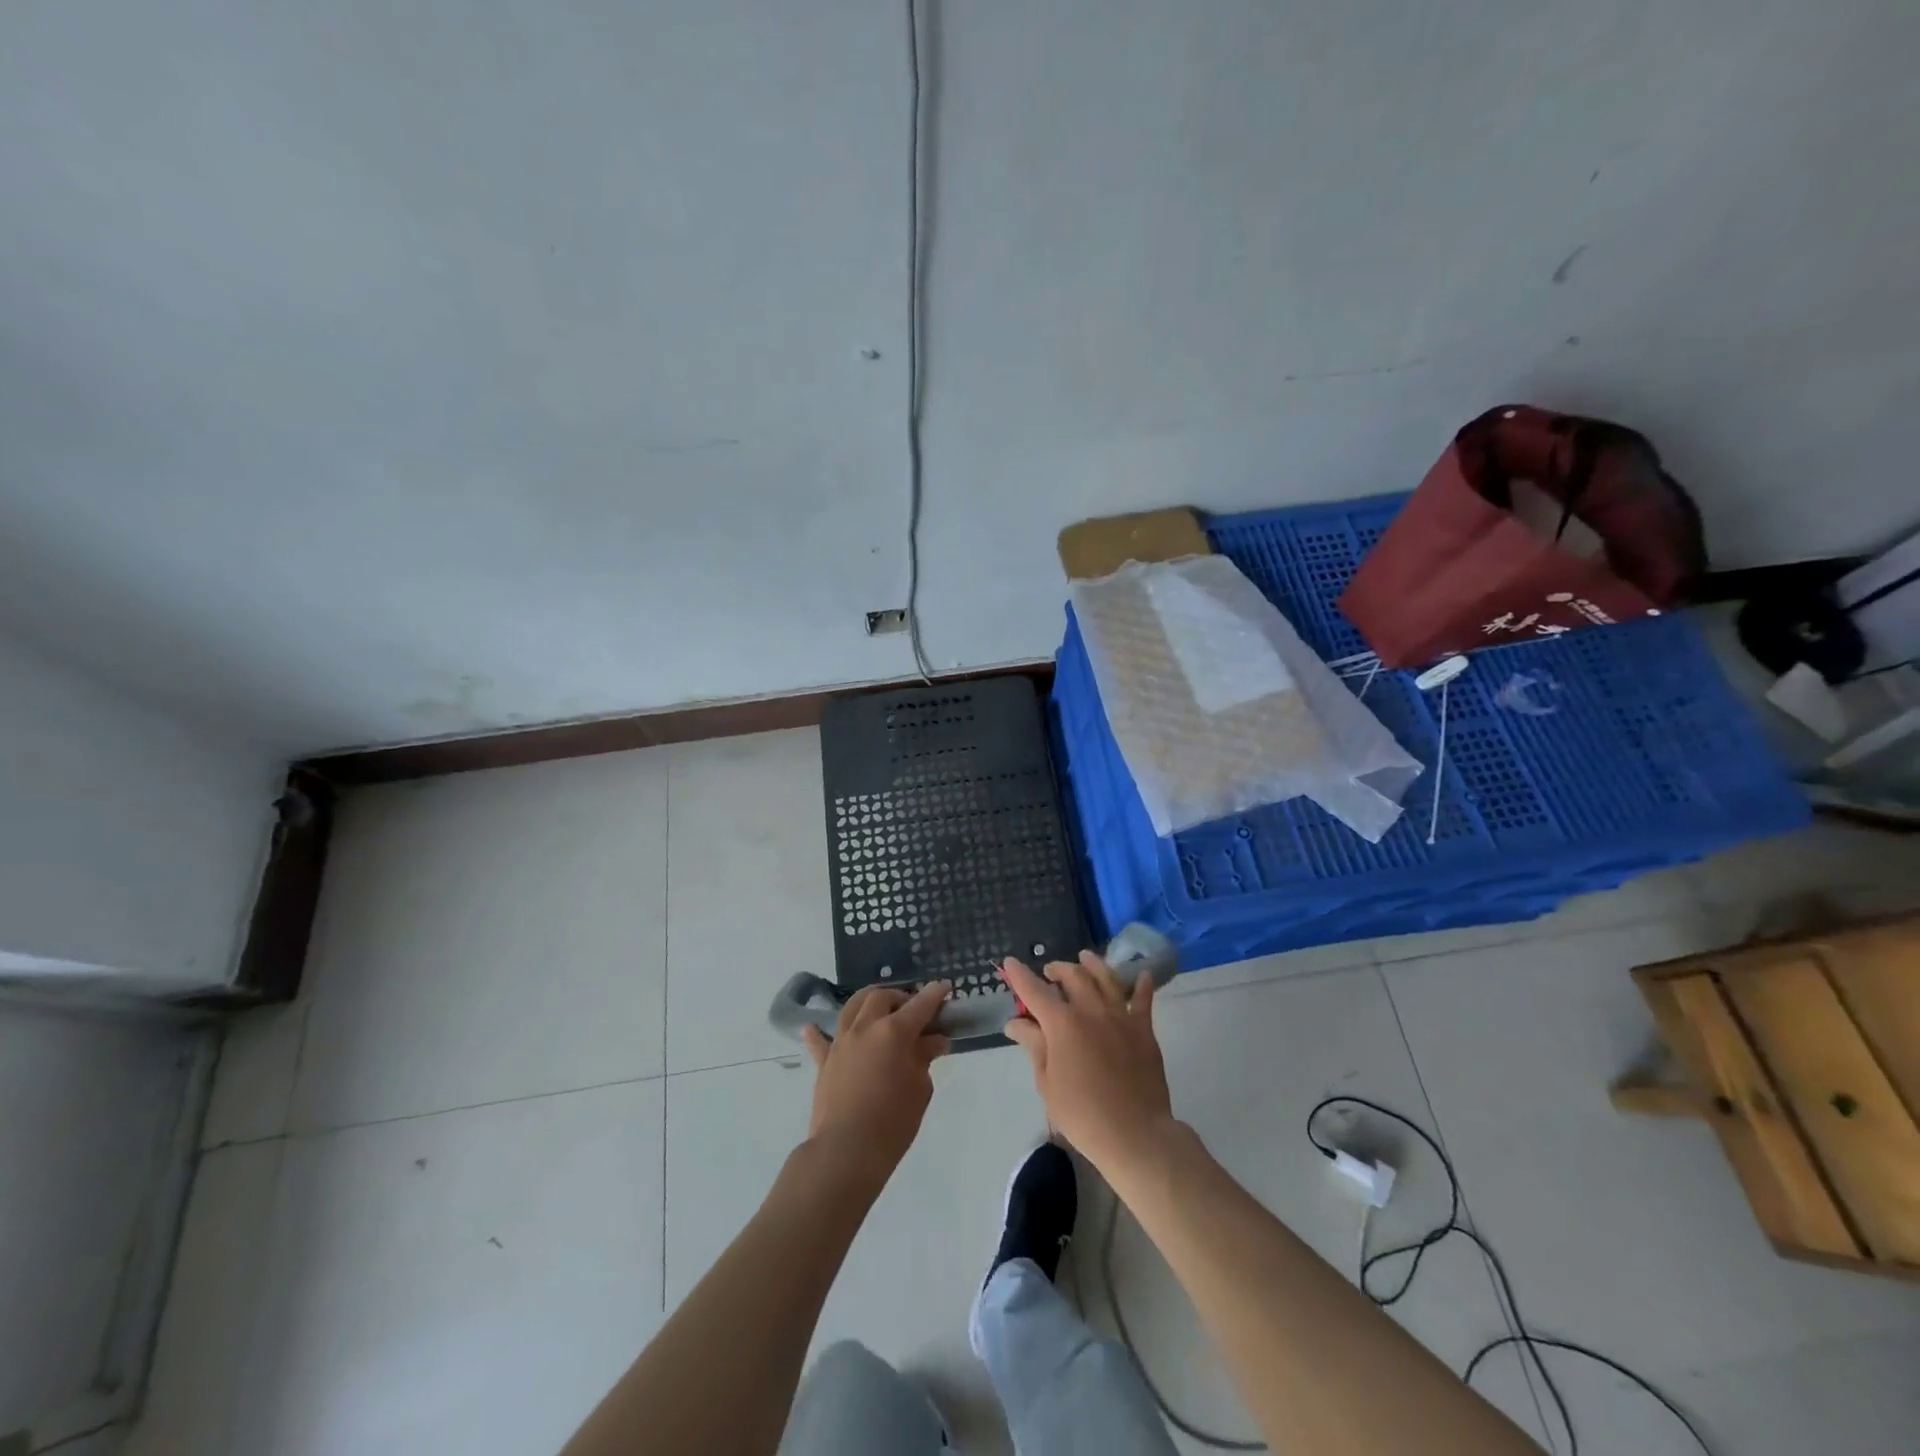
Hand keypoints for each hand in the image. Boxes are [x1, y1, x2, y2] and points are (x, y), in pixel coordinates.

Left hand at [802, 982, 951, 1182]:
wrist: (846, 1152)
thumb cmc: (892, 1123)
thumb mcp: (920, 1089)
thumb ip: (925, 1058)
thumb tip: (934, 1040)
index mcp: (894, 1032)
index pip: (920, 1005)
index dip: (935, 995)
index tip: (944, 988)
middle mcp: (865, 1028)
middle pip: (882, 997)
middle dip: (900, 997)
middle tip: (912, 1011)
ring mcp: (841, 1042)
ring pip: (852, 1007)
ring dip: (868, 1003)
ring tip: (878, 1011)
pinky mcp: (824, 1061)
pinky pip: (820, 1040)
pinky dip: (820, 1032)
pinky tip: (814, 1027)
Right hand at [999, 952, 1175, 1178]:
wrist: (1134, 1133)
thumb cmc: (1082, 1114)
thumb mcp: (1047, 1082)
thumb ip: (1033, 1046)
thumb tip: (1016, 1022)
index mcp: (1061, 1023)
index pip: (1034, 990)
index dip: (1019, 975)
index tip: (1009, 962)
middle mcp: (1090, 1010)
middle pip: (1072, 976)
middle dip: (1057, 969)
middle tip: (1049, 972)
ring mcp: (1120, 1016)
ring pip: (1106, 977)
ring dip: (1092, 964)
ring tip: (1085, 958)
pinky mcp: (1144, 1029)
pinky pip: (1143, 999)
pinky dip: (1141, 984)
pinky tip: (1141, 974)